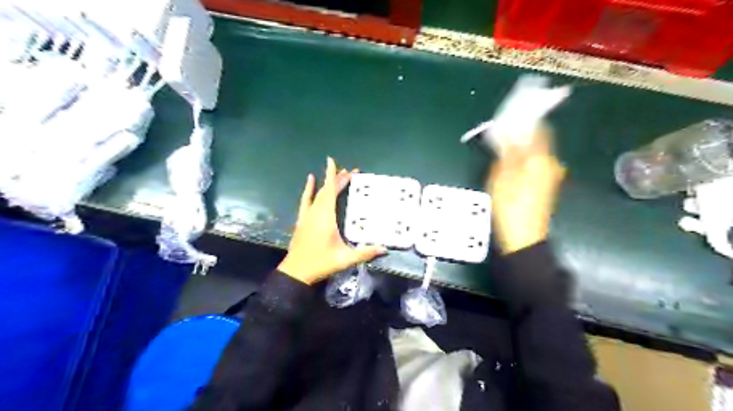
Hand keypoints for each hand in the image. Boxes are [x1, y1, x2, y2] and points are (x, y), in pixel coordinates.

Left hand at [276, 157, 388, 284]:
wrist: (296, 272)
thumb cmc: (321, 263)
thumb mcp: (345, 259)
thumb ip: (365, 253)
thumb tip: (385, 249)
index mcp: (326, 216)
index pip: (330, 190)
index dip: (333, 176)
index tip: (333, 161)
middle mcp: (315, 212)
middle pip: (326, 190)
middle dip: (337, 179)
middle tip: (350, 172)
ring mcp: (307, 215)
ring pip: (317, 194)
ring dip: (326, 183)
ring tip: (336, 174)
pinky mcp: (302, 220)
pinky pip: (306, 200)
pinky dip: (308, 190)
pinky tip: (310, 181)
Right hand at [486, 124, 565, 253]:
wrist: (523, 237)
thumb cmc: (510, 205)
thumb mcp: (502, 175)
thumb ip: (507, 151)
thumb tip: (508, 131)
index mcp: (542, 158)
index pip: (538, 129)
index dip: (525, 120)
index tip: (508, 119)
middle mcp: (551, 164)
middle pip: (538, 141)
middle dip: (520, 136)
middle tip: (500, 137)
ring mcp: (550, 176)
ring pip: (535, 154)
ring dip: (520, 149)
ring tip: (500, 152)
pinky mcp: (545, 187)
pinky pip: (534, 166)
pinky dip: (522, 162)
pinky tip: (509, 168)